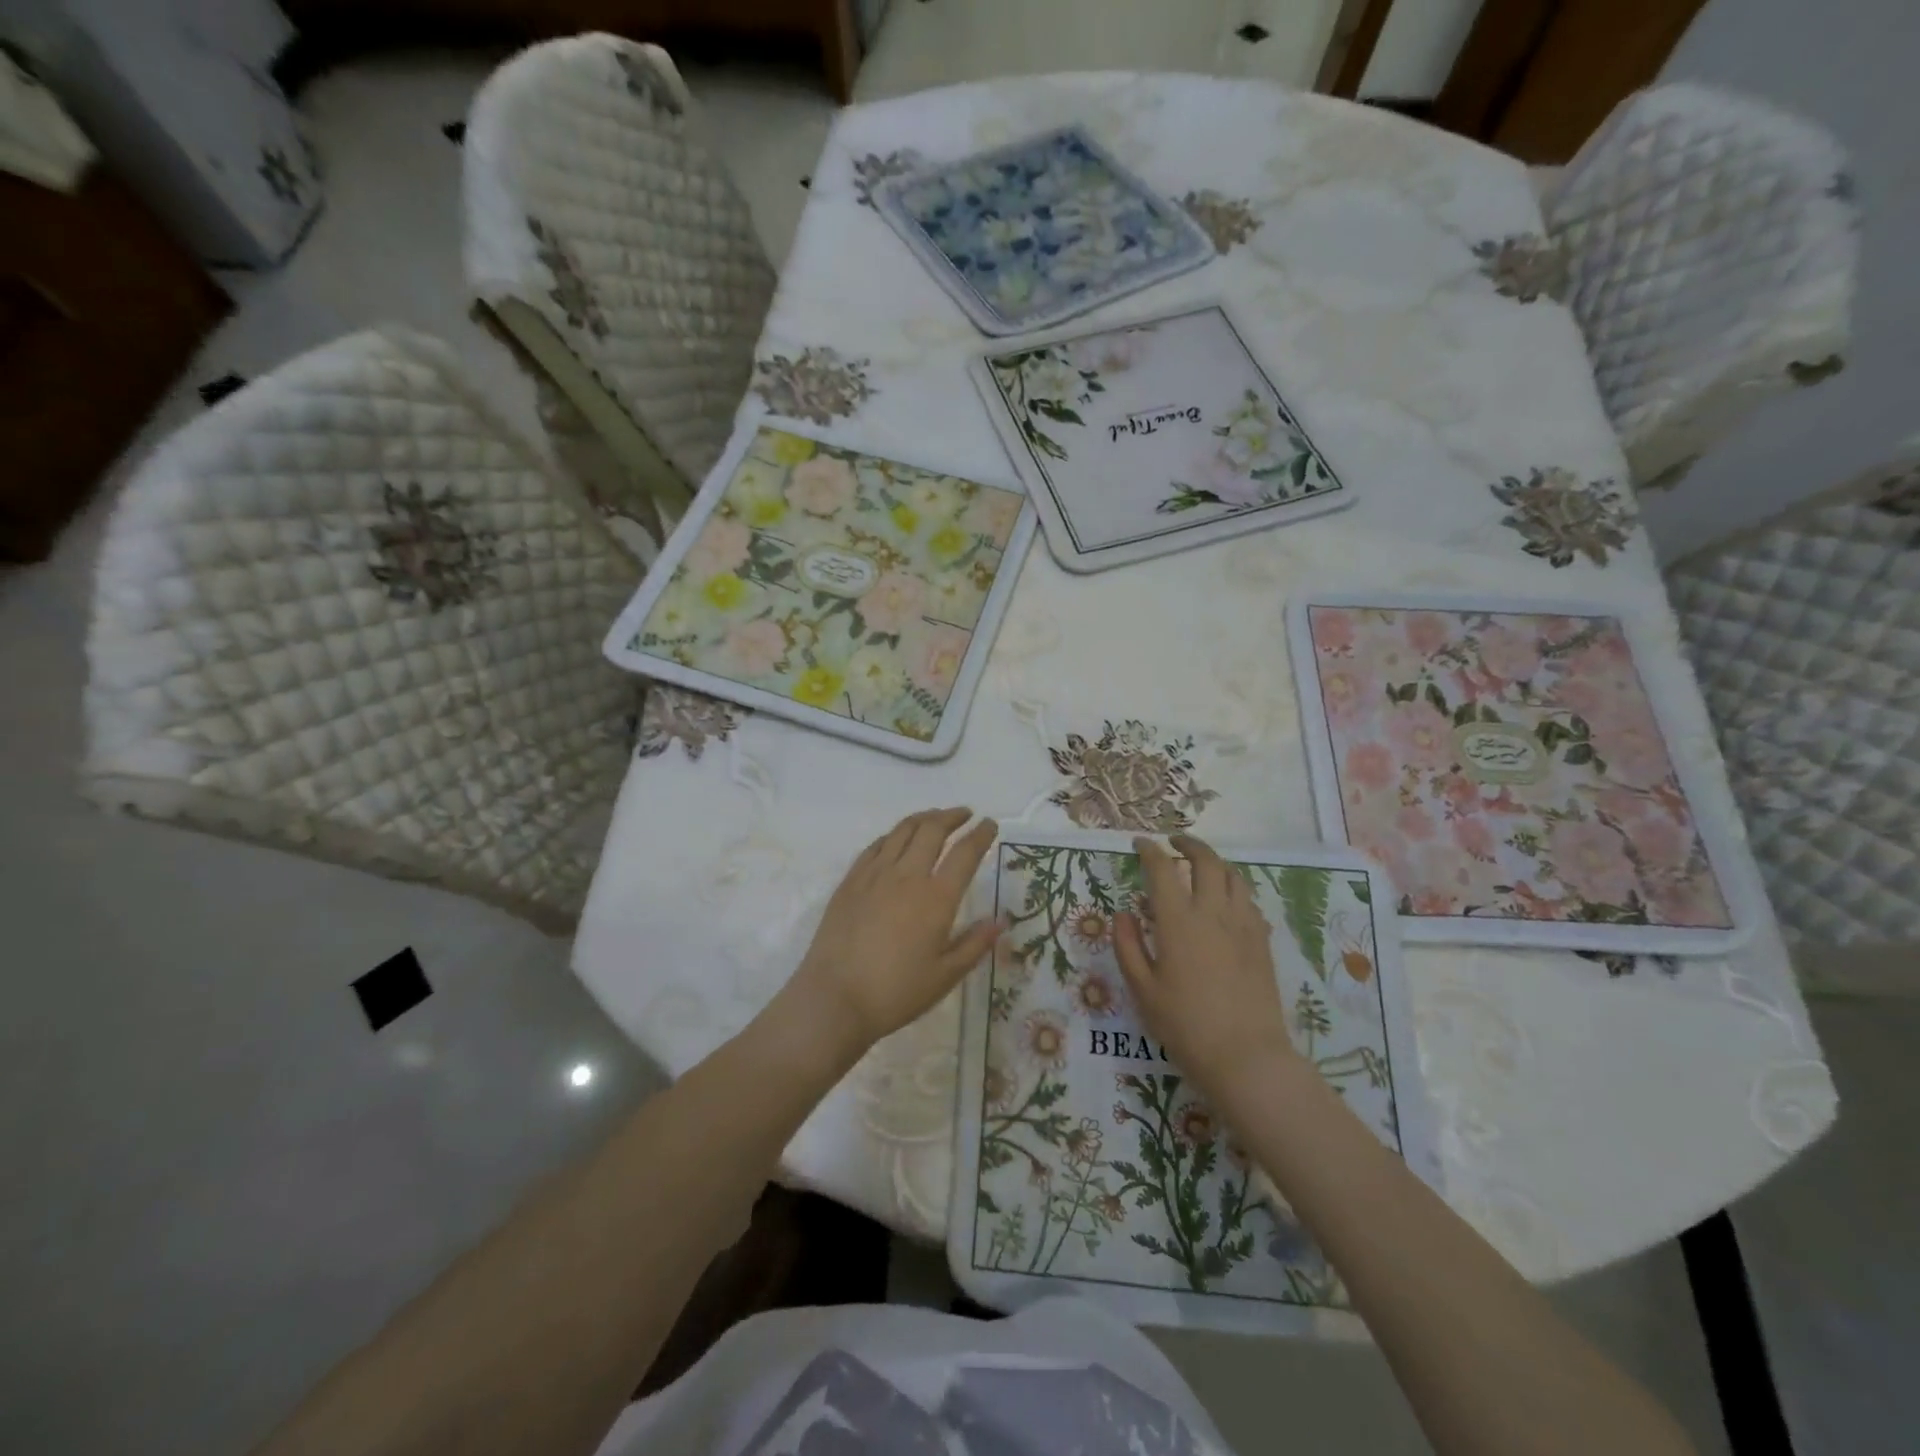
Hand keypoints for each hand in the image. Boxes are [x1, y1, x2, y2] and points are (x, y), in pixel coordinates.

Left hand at [787, 808, 1000, 1057]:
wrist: (834, 997)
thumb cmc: (896, 992)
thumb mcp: (945, 976)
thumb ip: (974, 944)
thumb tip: (1000, 921)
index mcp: (936, 898)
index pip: (965, 853)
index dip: (981, 835)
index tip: (990, 824)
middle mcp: (907, 875)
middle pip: (933, 830)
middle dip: (953, 816)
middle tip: (965, 814)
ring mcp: (875, 874)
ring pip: (902, 830)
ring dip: (924, 818)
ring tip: (935, 817)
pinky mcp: (851, 880)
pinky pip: (875, 845)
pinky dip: (893, 834)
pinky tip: (897, 838)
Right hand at [1113, 833, 1296, 1100]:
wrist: (1246, 1056)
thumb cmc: (1185, 1025)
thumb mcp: (1142, 989)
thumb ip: (1128, 945)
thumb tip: (1123, 913)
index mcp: (1178, 920)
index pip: (1162, 869)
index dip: (1149, 850)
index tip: (1140, 844)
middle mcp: (1212, 912)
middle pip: (1205, 860)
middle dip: (1188, 844)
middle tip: (1174, 843)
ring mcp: (1243, 924)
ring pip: (1233, 875)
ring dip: (1214, 862)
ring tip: (1201, 867)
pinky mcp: (1262, 941)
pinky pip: (1248, 900)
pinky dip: (1233, 889)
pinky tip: (1226, 903)